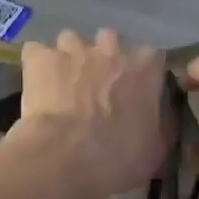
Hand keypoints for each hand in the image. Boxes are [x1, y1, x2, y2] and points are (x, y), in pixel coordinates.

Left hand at [11, 29, 169, 198]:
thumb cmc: (118, 157)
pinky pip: (36, 52)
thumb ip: (162, 124)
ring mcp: (73, 49)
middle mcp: (111, 49)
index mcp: (145, 68)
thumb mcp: (156, 149)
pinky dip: (37, 65)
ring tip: (62, 84)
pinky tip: (35, 84)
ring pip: (71, 41)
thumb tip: (160, 116)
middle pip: (110, 41)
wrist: (66, 157)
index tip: (134, 92)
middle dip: (103, 59)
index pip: (151, 58)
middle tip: (96, 88)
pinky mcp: (39, 57)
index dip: (141, 74)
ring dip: (69, 58)